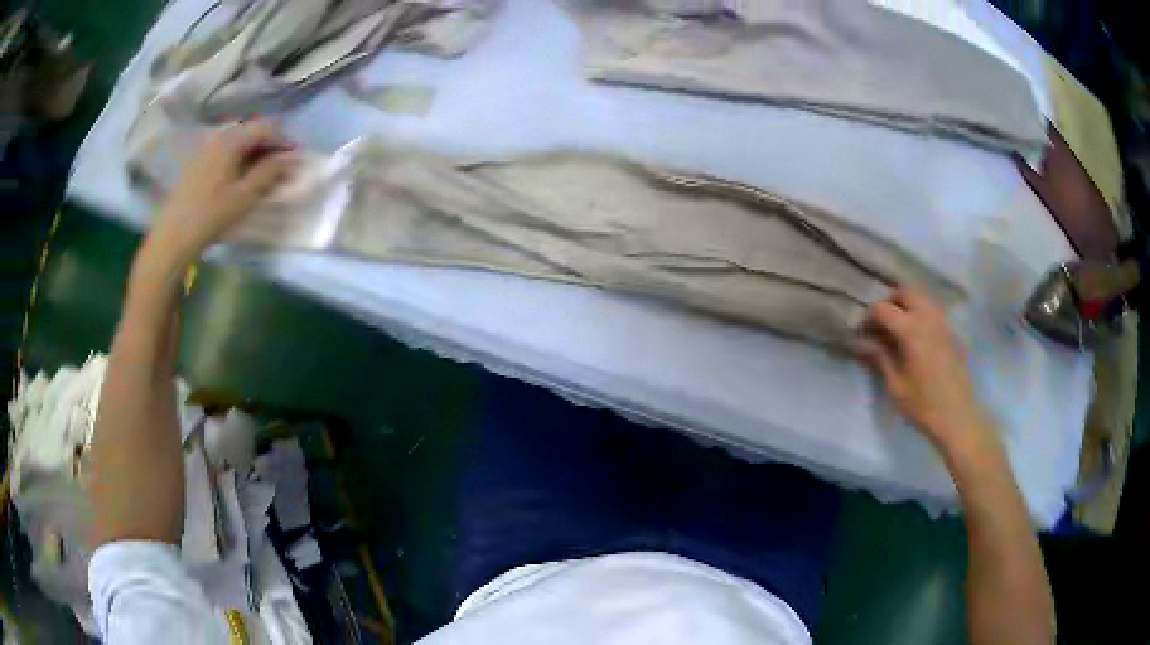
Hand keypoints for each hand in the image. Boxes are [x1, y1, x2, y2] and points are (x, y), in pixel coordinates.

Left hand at [145, 119, 296, 268]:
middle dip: (268, 147)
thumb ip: (270, 172)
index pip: (266, 127)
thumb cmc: (210, 216)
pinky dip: (237, 160)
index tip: (294, 160)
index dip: (284, 141)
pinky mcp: (197, 163)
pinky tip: (238, 179)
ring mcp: (205, 148)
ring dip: (253, 154)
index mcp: (231, 140)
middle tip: (279, 169)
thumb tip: (292, 156)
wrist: (172, 238)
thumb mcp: (244, 196)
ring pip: (237, 142)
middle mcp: (218, 137)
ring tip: (260, 176)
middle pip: (251, 132)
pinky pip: (224, 152)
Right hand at [857, 287, 993, 453]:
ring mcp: (943, 323)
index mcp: (911, 330)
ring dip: (907, 304)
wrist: (958, 417)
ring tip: (899, 327)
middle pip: (906, 291)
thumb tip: (862, 343)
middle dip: (890, 301)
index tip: (862, 333)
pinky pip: (934, 310)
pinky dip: (921, 313)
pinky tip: (917, 337)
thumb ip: (879, 358)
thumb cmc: (923, 405)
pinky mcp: (952, 332)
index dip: (868, 317)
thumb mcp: (896, 385)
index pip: (883, 309)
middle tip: (882, 323)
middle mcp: (928, 318)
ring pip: (923, 297)